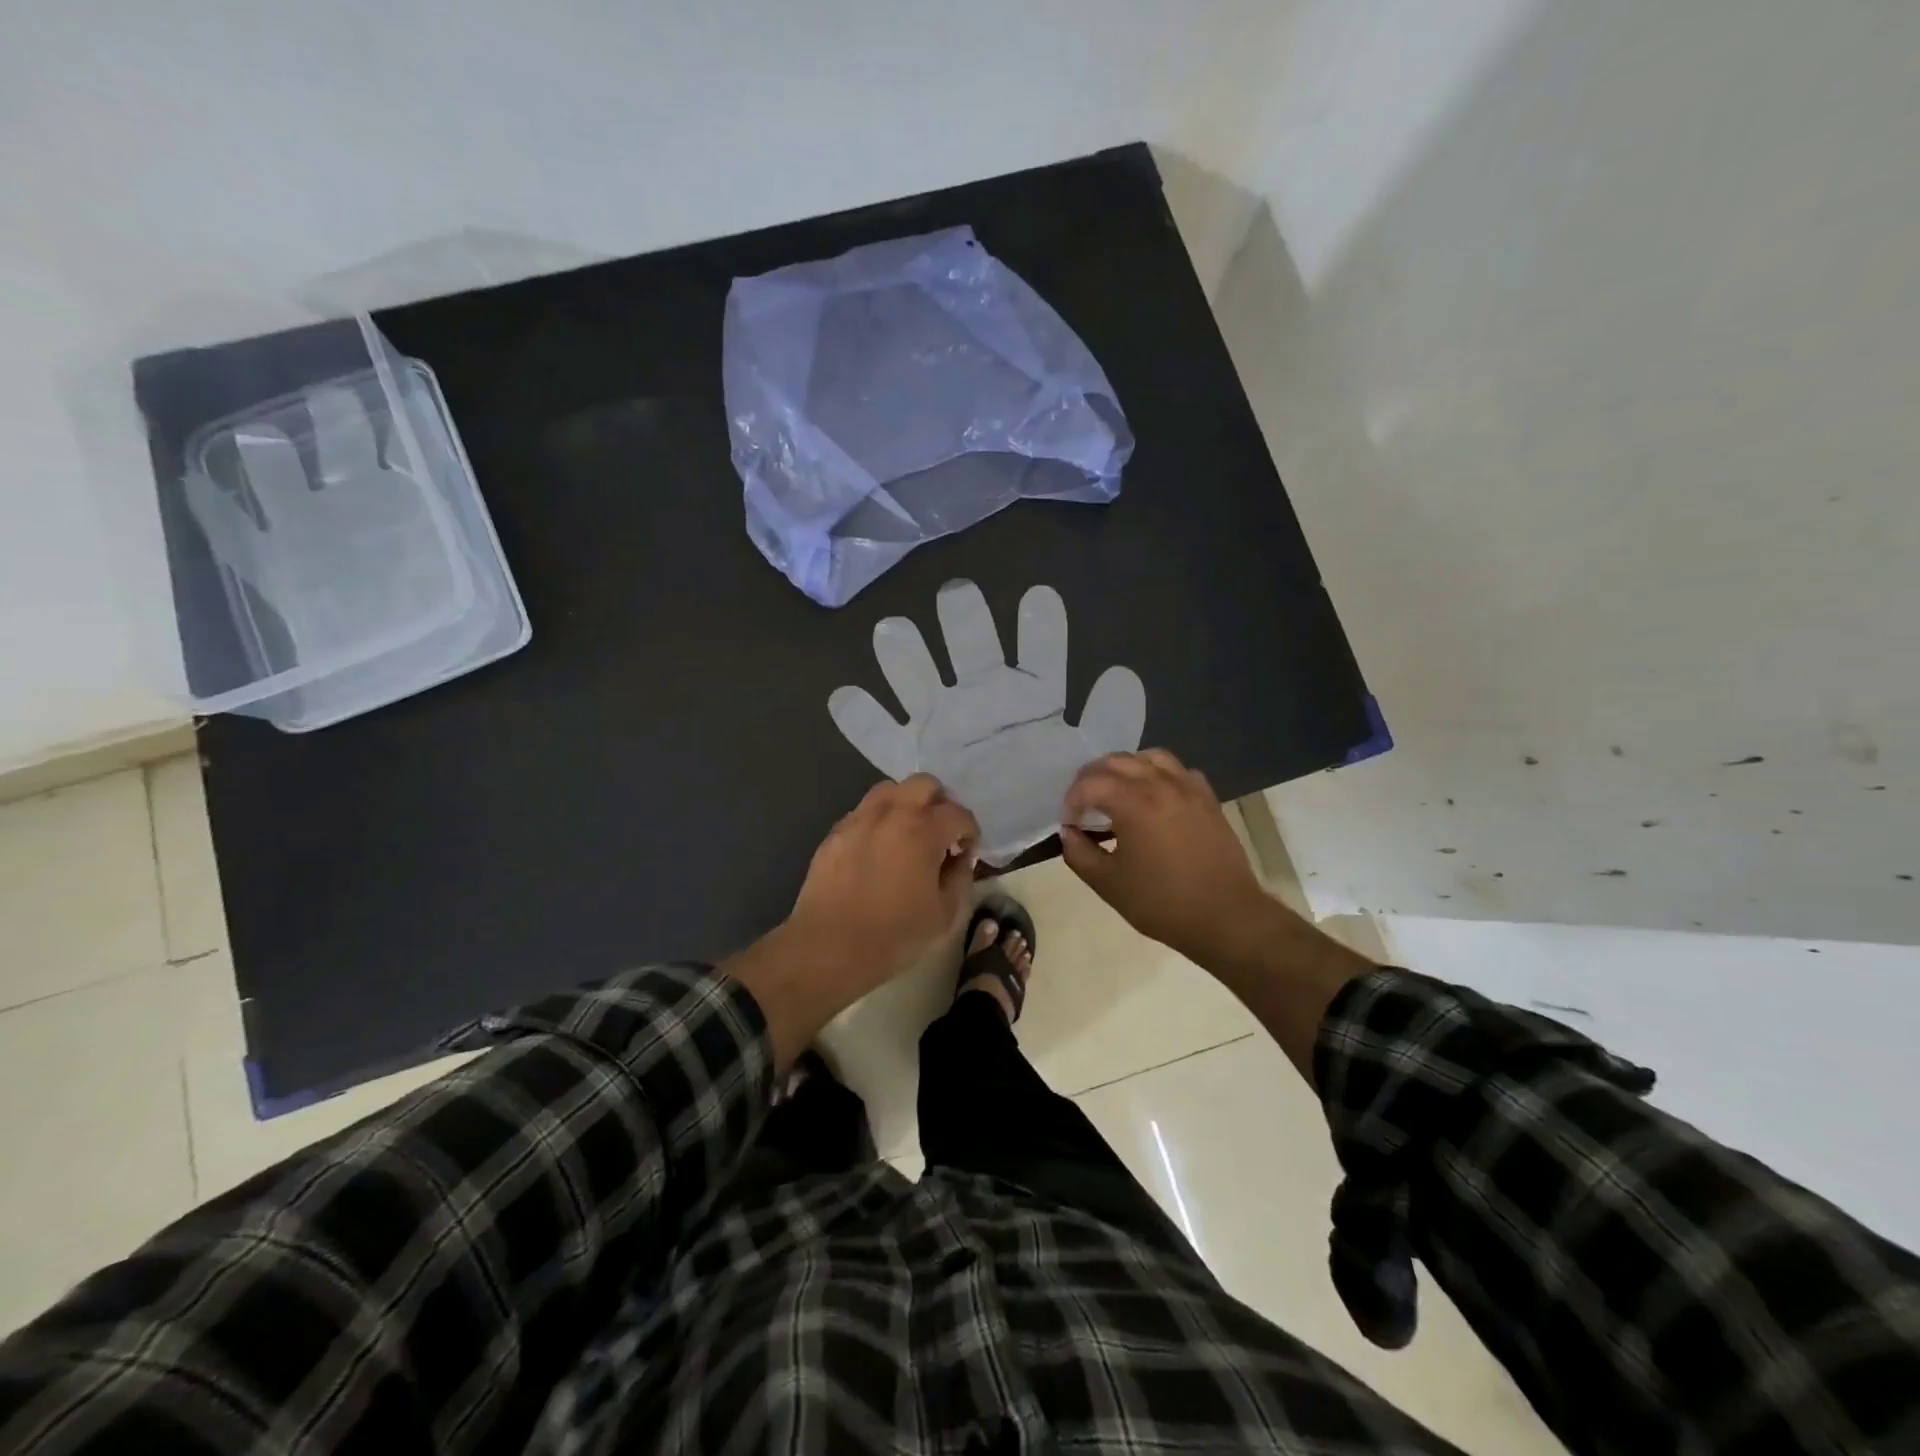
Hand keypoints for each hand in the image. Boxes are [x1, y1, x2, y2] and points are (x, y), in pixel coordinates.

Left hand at [728, 776, 978, 1067]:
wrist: (828, 947)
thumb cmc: (894, 935)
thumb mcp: (945, 914)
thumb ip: (960, 877)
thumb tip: (960, 858)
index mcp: (923, 829)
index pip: (959, 814)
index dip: (970, 832)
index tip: (967, 853)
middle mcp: (891, 812)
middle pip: (924, 784)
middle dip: (940, 804)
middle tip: (941, 834)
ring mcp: (859, 819)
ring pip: (890, 790)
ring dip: (907, 805)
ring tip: (909, 835)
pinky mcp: (836, 832)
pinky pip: (864, 812)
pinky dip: (879, 821)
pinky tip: (879, 850)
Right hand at [1059, 750, 1291, 971]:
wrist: (1225, 916)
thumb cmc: (1162, 902)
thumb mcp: (1108, 883)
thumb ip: (1079, 853)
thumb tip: (1069, 833)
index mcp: (1133, 801)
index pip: (1089, 784)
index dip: (1071, 801)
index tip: (1069, 825)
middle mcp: (1160, 783)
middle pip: (1116, 761)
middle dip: (1092, 779)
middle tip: (1084, 807)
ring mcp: (1188, 787)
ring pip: (1148, 757)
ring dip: (1125, 770)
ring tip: (1116, 794)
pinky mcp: (1207, 798)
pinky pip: (1177, 771)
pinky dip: (1157, 775)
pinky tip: (1153, 798)